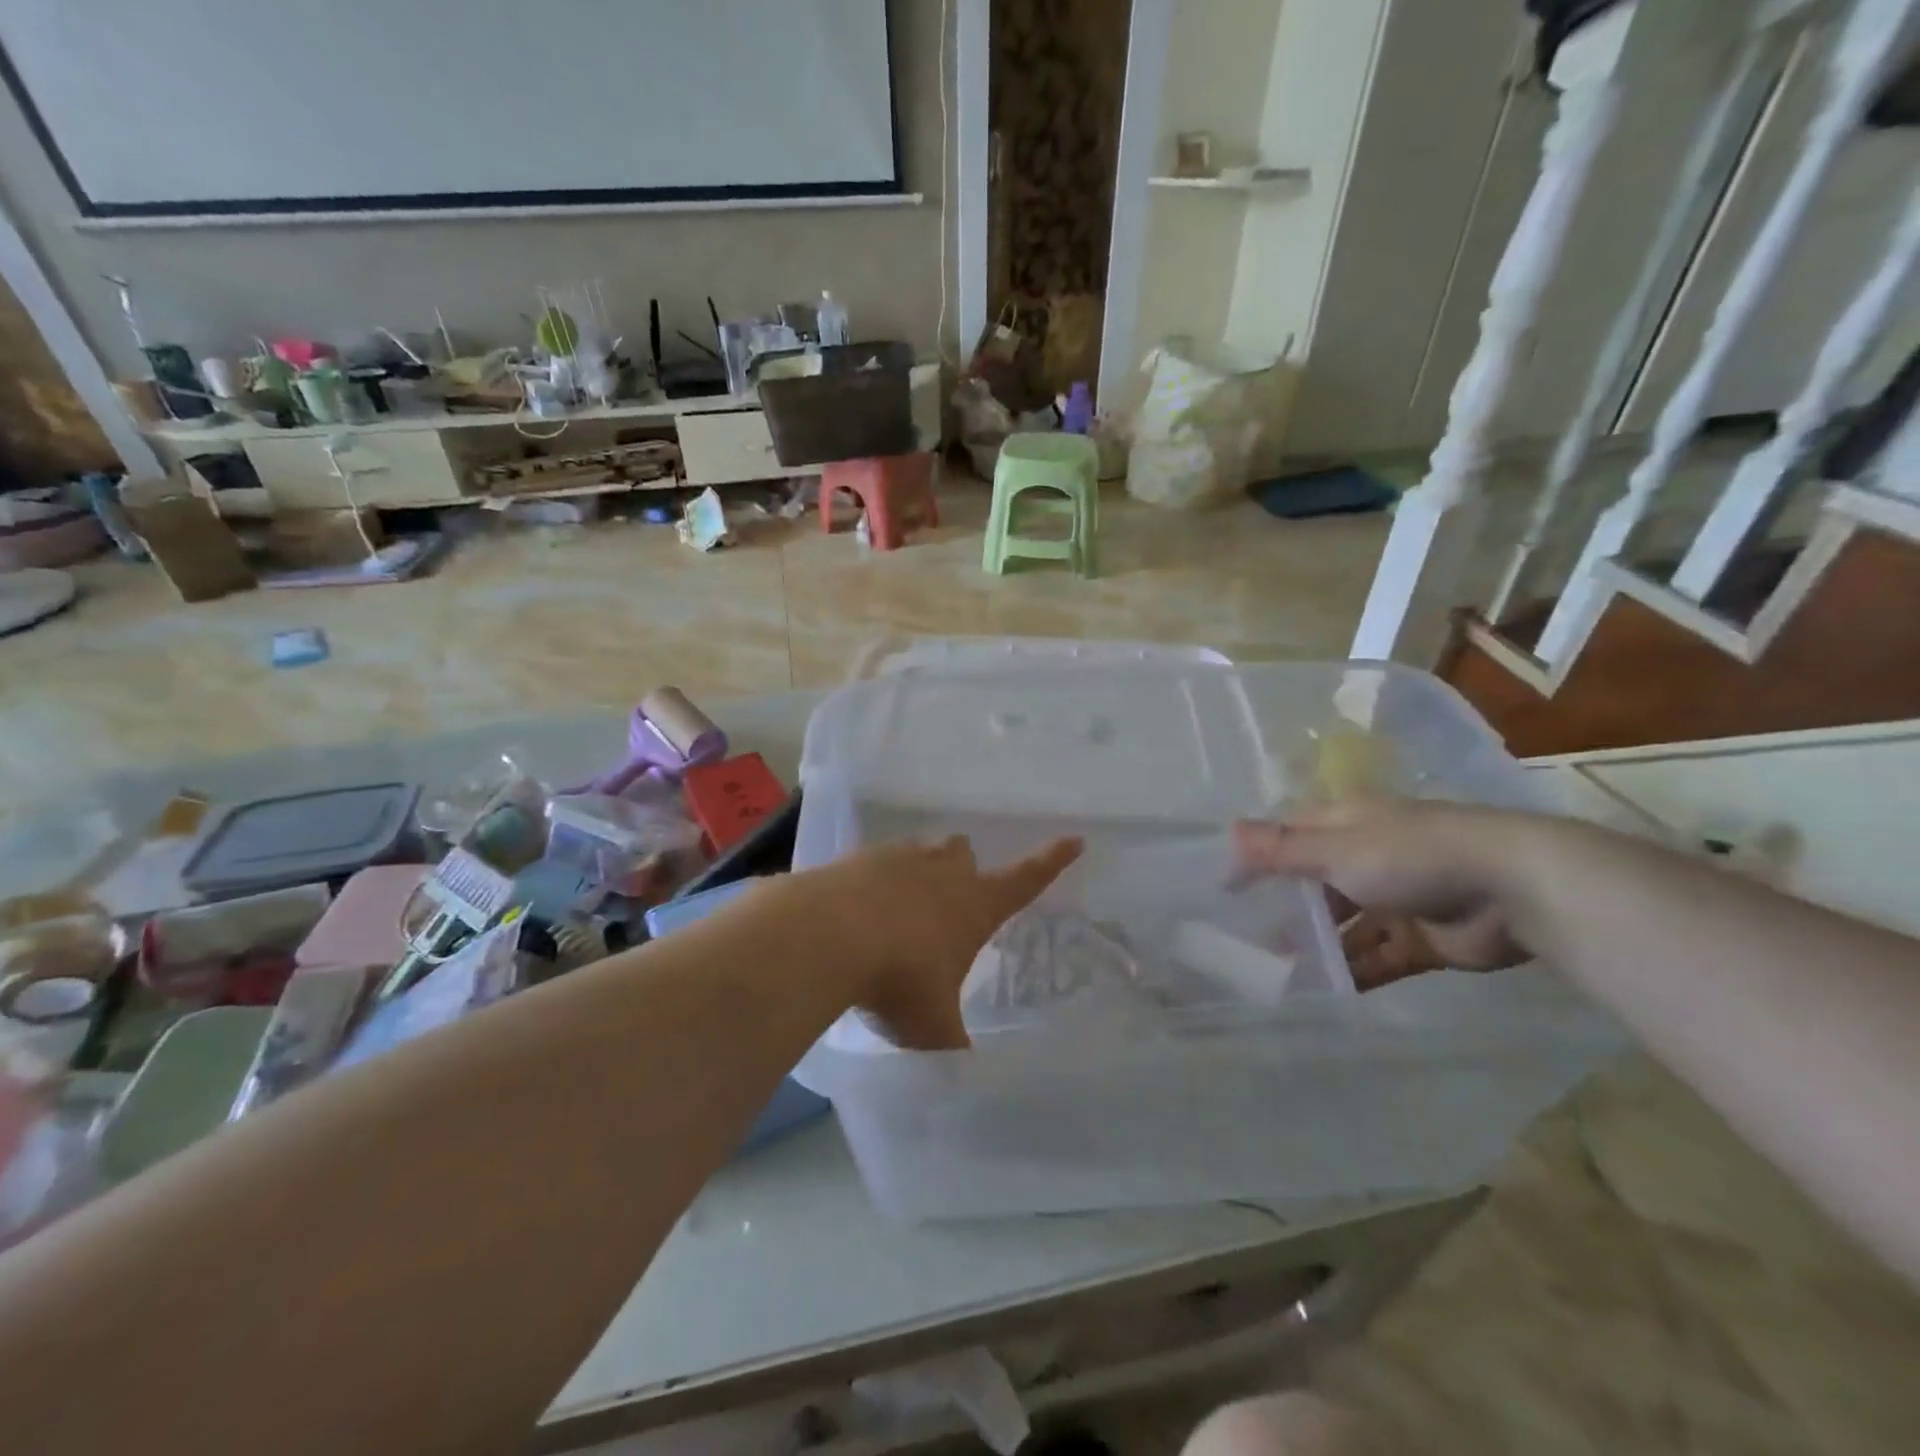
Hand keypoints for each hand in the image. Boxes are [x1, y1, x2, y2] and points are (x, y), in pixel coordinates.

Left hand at [802, 835, 1082, 1049]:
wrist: (827, 935)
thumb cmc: (898, 980)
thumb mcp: (933, 1027)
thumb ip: (951, 1044)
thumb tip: (963, 1072)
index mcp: (974, 906)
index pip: (1026, 879)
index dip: (1052, 861)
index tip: (1074, 839)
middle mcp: (941, 873)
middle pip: (964, 854)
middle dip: (963, 869)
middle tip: (952, 897)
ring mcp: (897, 860)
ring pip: (921, 852)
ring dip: (919, 872)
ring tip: (902, 907)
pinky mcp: (856, 860)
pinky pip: (875, 863)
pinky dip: (873, 882)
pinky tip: (856, 912)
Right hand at [1235, 800, 1530, 989]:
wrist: (1514, 889)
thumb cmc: (1412, 855)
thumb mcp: (1336, 849)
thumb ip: (1281, 849)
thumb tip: (1227, 833)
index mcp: (1347, 824)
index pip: (1290, 836)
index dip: (1258, 858)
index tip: (1224, 888)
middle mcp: (1368, 856)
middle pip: (1316, 883)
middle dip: (1286, 909)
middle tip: (1244, 940)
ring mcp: (1397, 899)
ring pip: (1344, 924)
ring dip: (1317, 946)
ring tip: (1277, 973)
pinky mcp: (1422, 938)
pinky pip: (1378, 956)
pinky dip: (1354, 972)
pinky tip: (1324, 992)